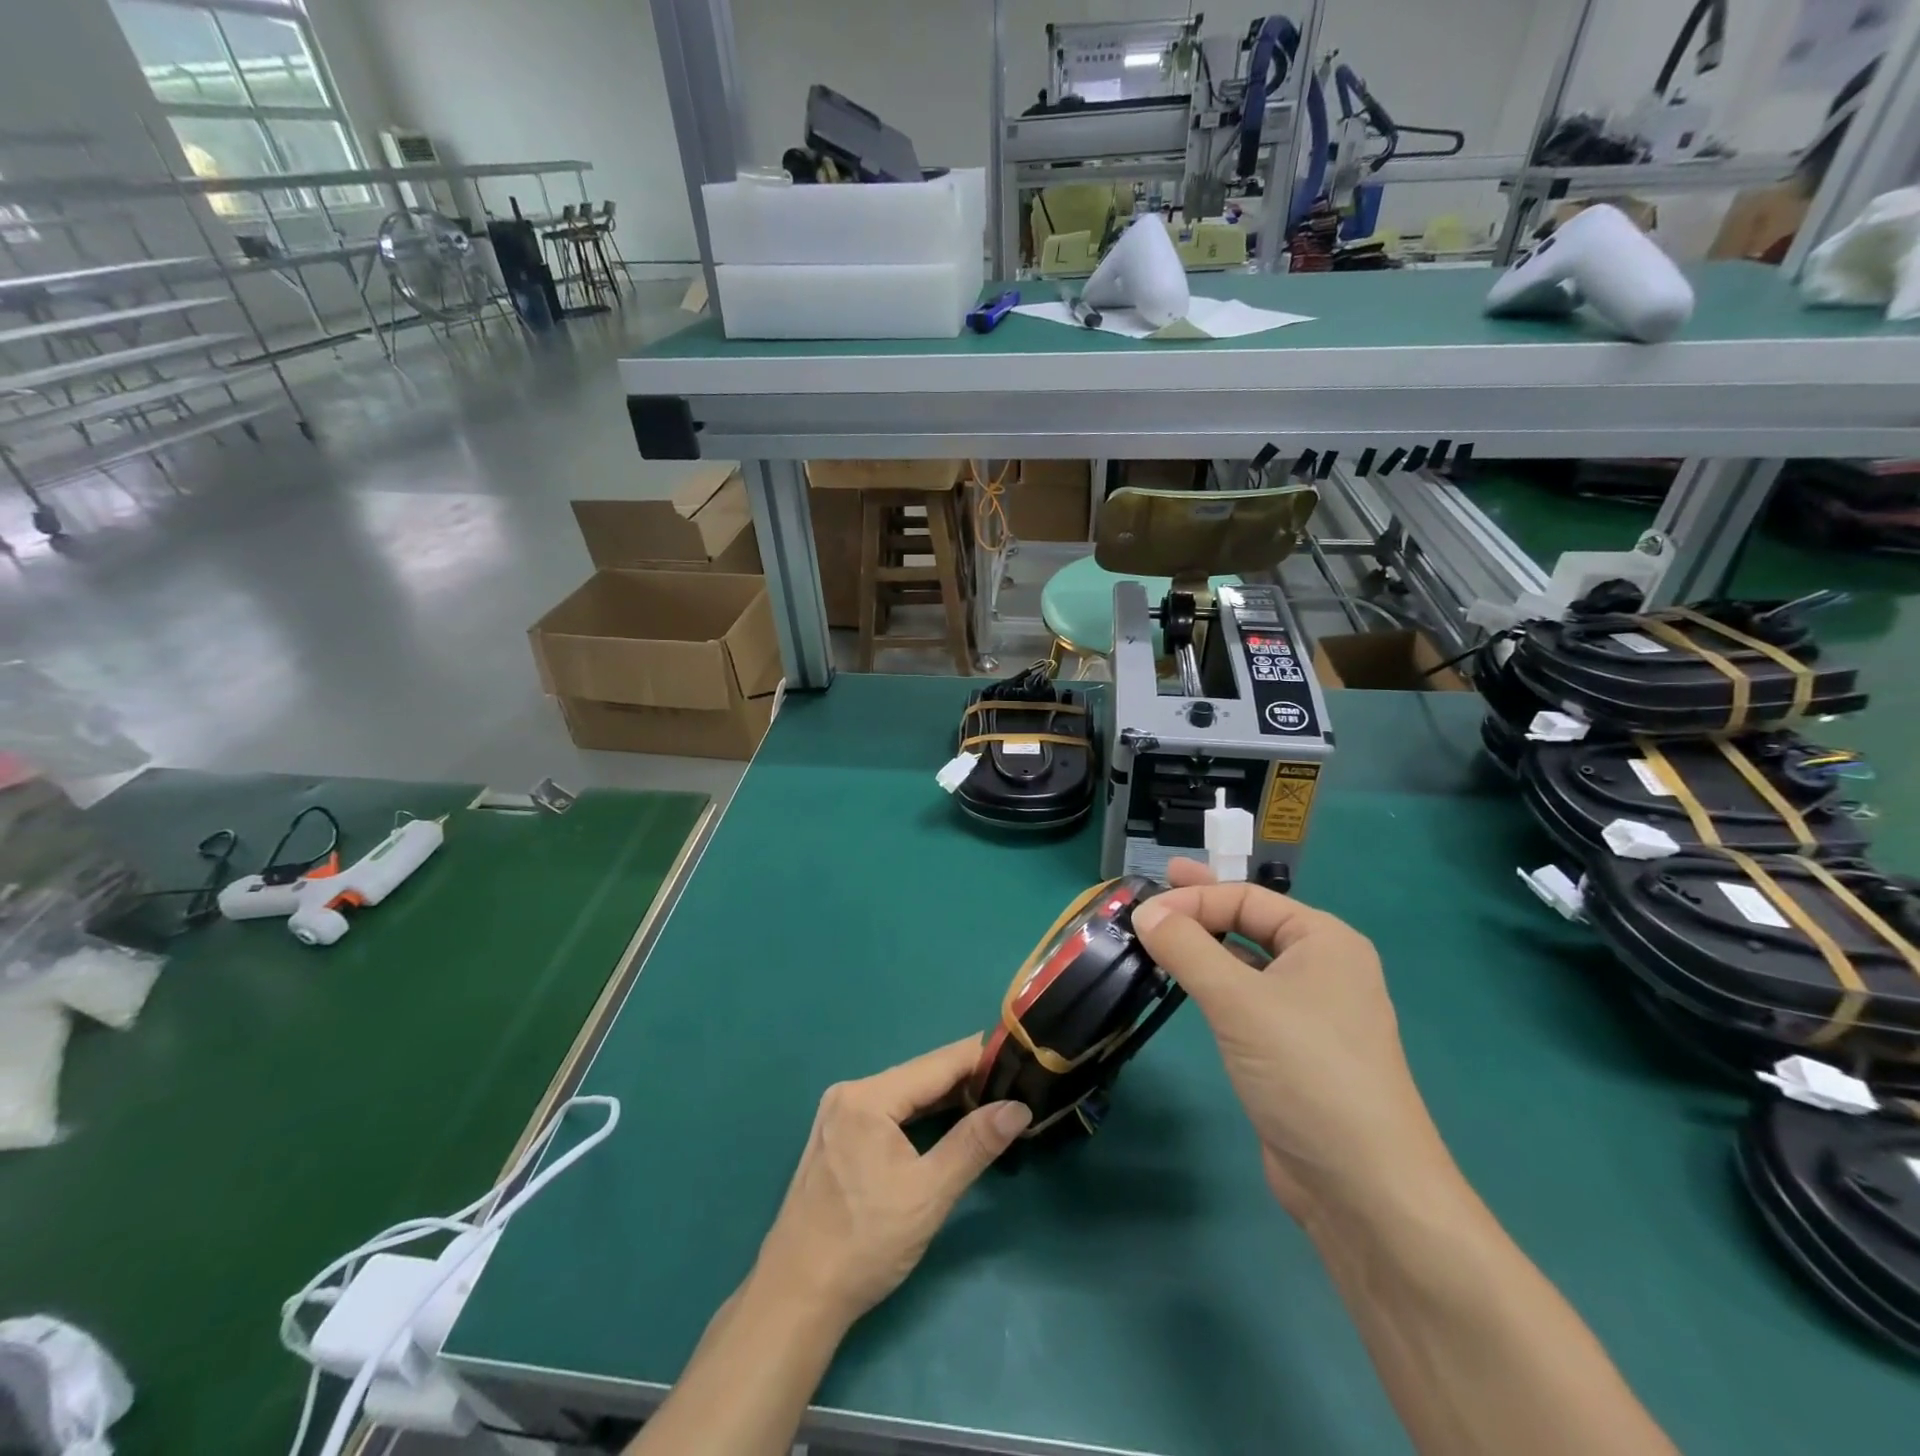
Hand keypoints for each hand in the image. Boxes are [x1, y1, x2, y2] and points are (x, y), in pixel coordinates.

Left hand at [752, 1038, 1031, 1327]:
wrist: (796, 1296)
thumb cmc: (864, 1244)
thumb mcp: (928, 1195)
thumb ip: (974, 1144)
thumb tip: (1018, 1106)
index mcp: (869, 1096)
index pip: (938, 1062)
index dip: (982, 1057)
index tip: (1022, 1055)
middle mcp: (851, 1092)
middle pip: (920, 1074)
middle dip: (966, 1078)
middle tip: (1014, 1083)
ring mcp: (839, 1112)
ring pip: (905, 1092)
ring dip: (945, 1096)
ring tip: (991, 1099)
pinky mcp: (837, 1133)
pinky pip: (889, 1109)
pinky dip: (920, 1113)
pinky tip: (947, 1120)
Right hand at [1130, 860, 1452, 1221]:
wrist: (1363, 1188)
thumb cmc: (1307, 1072)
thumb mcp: (1239, 1001)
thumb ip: (1188, 949)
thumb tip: (1145, 912)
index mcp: (1324, 941)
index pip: (1248, 899)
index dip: (1193, 899)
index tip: (1142, 911)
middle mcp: (1323, 968)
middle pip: (1251, 922)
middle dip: (1202, 906)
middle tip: (1155, 886)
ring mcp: (1311, 1012)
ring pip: (1247, 962)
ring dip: (1205, 946)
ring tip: (1159, 934)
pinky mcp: (1294, 1051)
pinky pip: (1247, 999)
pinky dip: (1214, 985)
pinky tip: (1187, 986)